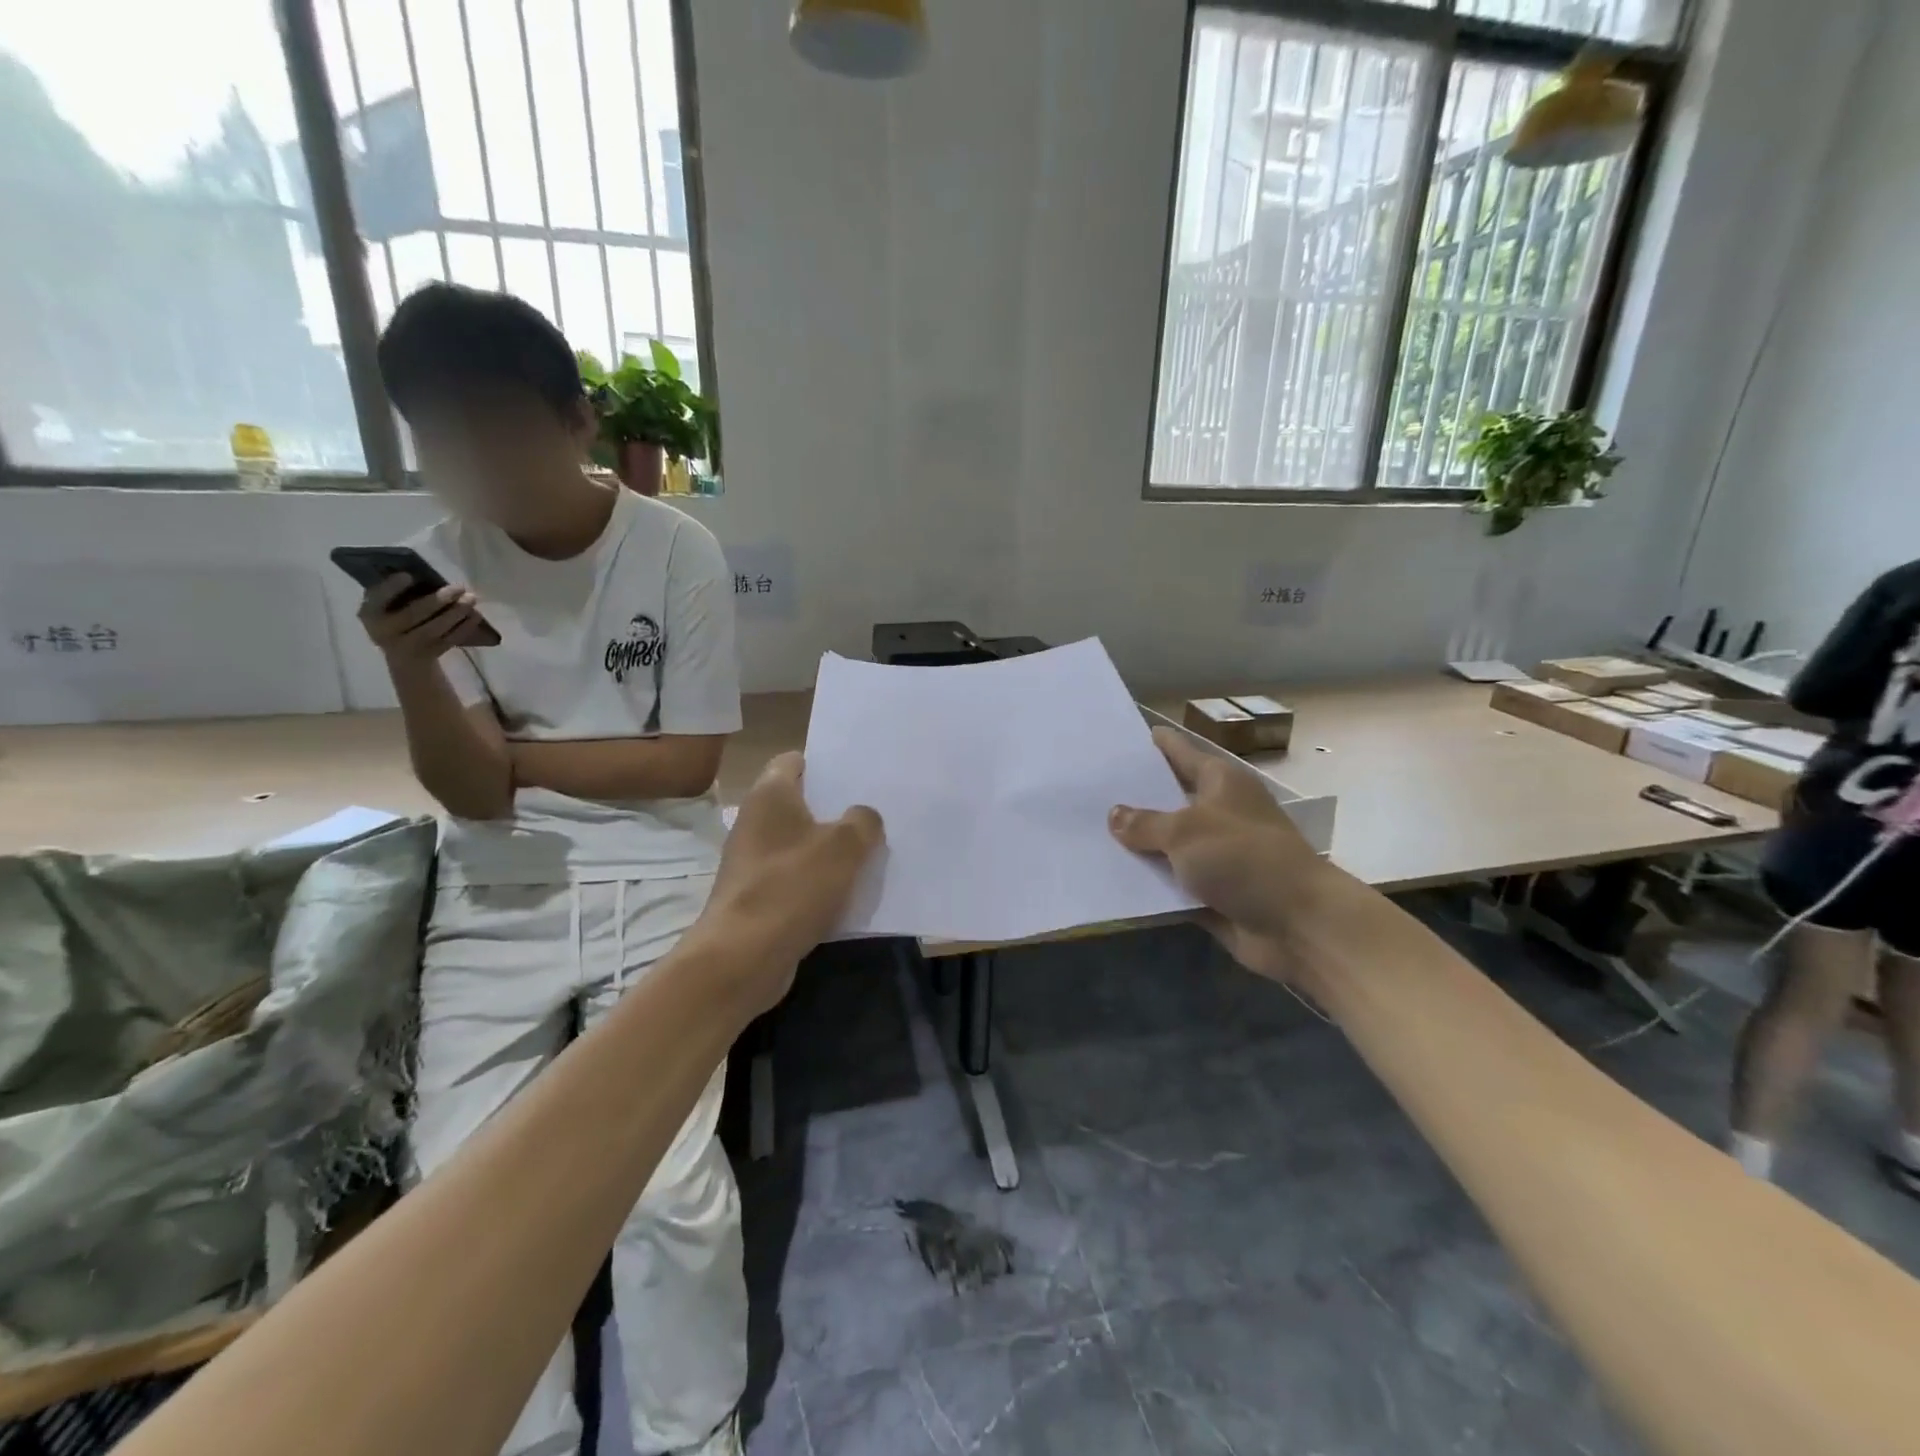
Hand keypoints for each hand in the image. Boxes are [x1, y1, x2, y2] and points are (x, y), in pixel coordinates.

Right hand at [358, 576, 489, 662]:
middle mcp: (385, 632)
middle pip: (413, 614)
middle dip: (439, 599)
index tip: (408, 575)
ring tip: (471, 598)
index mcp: (370, 614)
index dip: (391, 588)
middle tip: (459, 587)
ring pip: (434, 628)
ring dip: (456, 612)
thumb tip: (421, 571)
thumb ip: (396, 592)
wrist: (403, 656)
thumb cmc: (396, 620)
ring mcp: (408, 647)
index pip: (377, 599)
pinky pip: (449, 640)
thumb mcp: (387, 607)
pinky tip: (475, 615)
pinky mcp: (430, 655)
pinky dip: (465, 627)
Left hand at [686, 753, 882, 1014]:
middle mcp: (755, 821)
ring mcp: (753, 862)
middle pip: (800, 804)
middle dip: (836, 809)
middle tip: (875, 813)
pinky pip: (796, 879)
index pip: (794, 760)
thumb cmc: (792, 887)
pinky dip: (819, 883)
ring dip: (831, 849)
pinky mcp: (757, 897)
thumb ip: (863, 822)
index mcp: (770, 795)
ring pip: (801, 844)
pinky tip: (849, 893)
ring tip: (871, 852)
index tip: (858, 776)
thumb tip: (864, 817)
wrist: (742, 958)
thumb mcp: (845, 846)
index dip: (825, 764)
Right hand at [1110, 726, 1336, 985]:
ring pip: (1165, 844)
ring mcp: (1215, 854)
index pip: (1178, 752)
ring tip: (1085, 834)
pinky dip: (1147, 883)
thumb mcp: (1185, 831)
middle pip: (1168, 798)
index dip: (1149, 744)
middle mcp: (1217, 812)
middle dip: (1131, 797)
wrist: (1297, 925)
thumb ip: (1144, 823)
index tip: (1113, 738)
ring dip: (1135, 845)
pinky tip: (1108, 878)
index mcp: (1220, 782)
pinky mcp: (1211, 892)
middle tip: (1084, 791)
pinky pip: (1170, 882)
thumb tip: (1115, 815)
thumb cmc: (1243, 858)